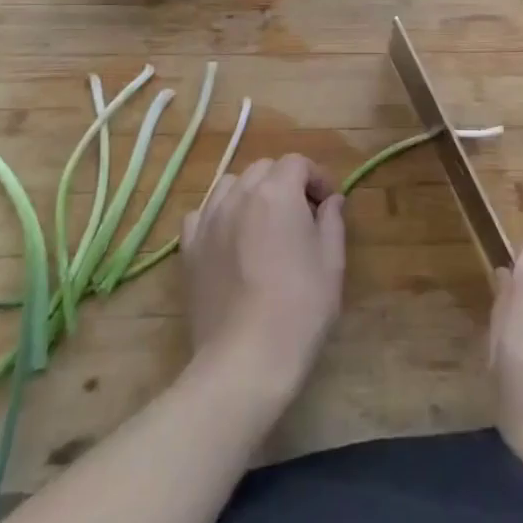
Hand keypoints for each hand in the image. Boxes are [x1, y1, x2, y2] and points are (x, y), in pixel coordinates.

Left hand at [181, 154, 345, 403]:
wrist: (245, 359)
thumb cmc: (300, 308)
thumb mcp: (331, 262)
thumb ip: (332, 221)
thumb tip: (332, 200)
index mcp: (277, 193)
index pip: (297, 163)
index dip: (317, 177)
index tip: (328, 203)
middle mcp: (239, 196)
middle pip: (263, 169)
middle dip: (285, 182)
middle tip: (302, 215)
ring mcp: (209, 221)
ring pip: (231, 185)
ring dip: (251, 193)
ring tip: (265, 223)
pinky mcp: (189, 248)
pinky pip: (203, 213)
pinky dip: (219, 215)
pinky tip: (231, 238)